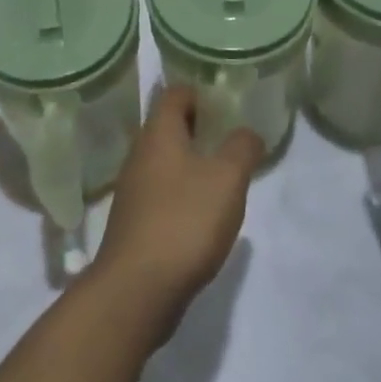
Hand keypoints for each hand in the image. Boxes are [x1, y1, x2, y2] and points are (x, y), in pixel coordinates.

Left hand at [89, 88, 263, 339]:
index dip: (200, 92)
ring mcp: (133, 189)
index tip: (226, 103)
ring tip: (223, 175)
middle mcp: (139, 153)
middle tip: (231, 137)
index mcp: (158, 133)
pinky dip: (181, 192)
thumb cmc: (184, 220)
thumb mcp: (227, 179)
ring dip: (190, 162)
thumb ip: (242, 148)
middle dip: (198, 127)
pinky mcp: (134, 221)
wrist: (137, 290)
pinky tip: (203, 212)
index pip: (175, 93)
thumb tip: (247, 132)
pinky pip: (160, 191)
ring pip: (164, 160)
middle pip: (168, 126)